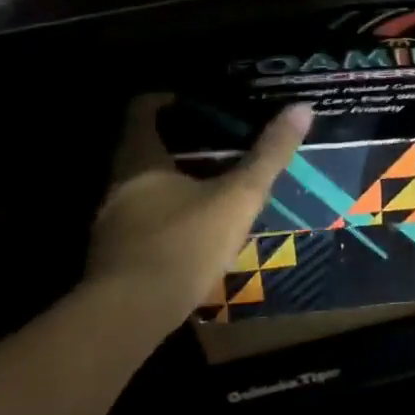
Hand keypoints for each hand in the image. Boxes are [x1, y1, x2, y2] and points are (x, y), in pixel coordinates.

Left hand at [86, 96, 311, 316]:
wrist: (131, 315)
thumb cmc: (184, 243)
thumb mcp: (238, 197)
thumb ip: (268, 156)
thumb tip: (302, 108)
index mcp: (140, 161)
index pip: (142, 111)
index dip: (166, 99)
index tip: (194, 99)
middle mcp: (118, 186)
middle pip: (143, 150)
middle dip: (178, 145)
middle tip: (218, 143)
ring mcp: (111, 223)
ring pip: (142, 190)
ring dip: (173, 184)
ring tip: (212, 187)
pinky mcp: (115, 257)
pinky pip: (143, 223)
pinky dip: (167, 218)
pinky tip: (194, 233)